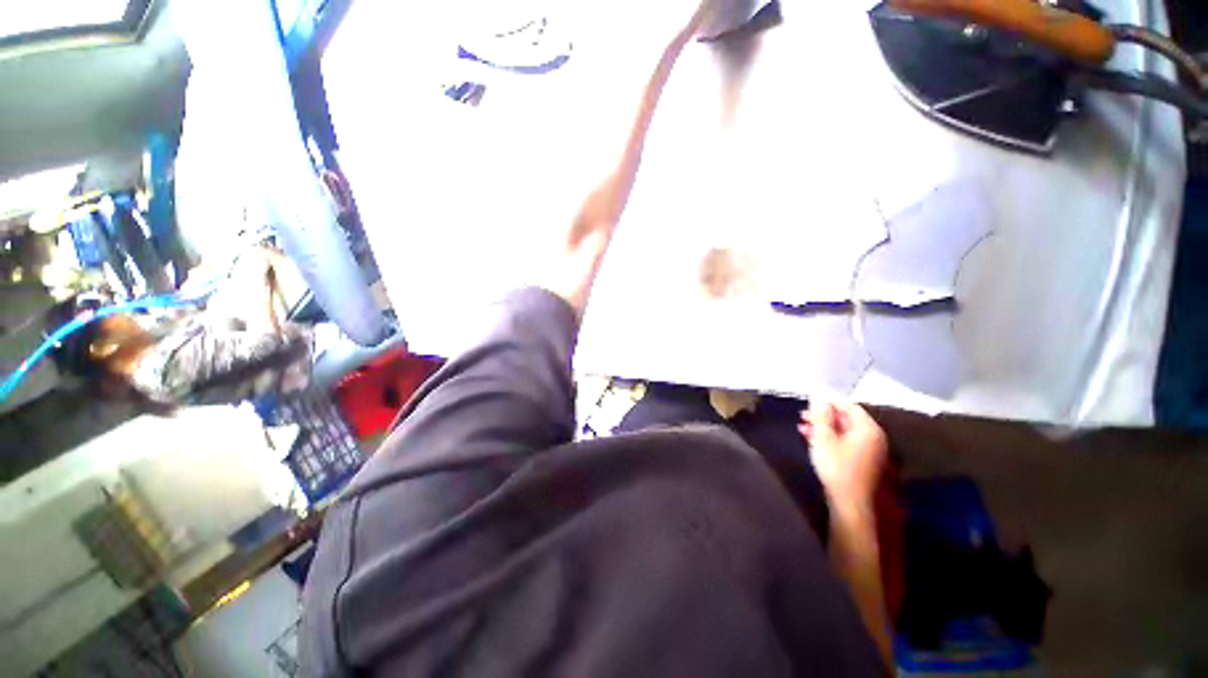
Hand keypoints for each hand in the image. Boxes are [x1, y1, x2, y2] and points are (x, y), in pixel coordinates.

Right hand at [799, 402, 888, 515]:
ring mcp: (869, 450)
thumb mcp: (823, 438)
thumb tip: (820, 399)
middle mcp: (873, 437)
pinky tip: (812, 439)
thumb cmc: (836, 466)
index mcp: (867, 429)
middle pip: (847, 418)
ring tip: (803, 427)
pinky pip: (846, 441)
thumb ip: (821, 416)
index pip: (849, 406)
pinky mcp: (863, 461)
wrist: (848, 501)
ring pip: (844, 431)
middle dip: (823, 416)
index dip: (828, 402)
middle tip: (803, 416)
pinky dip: (830, 438)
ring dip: (824, 427)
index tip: (809, 403)